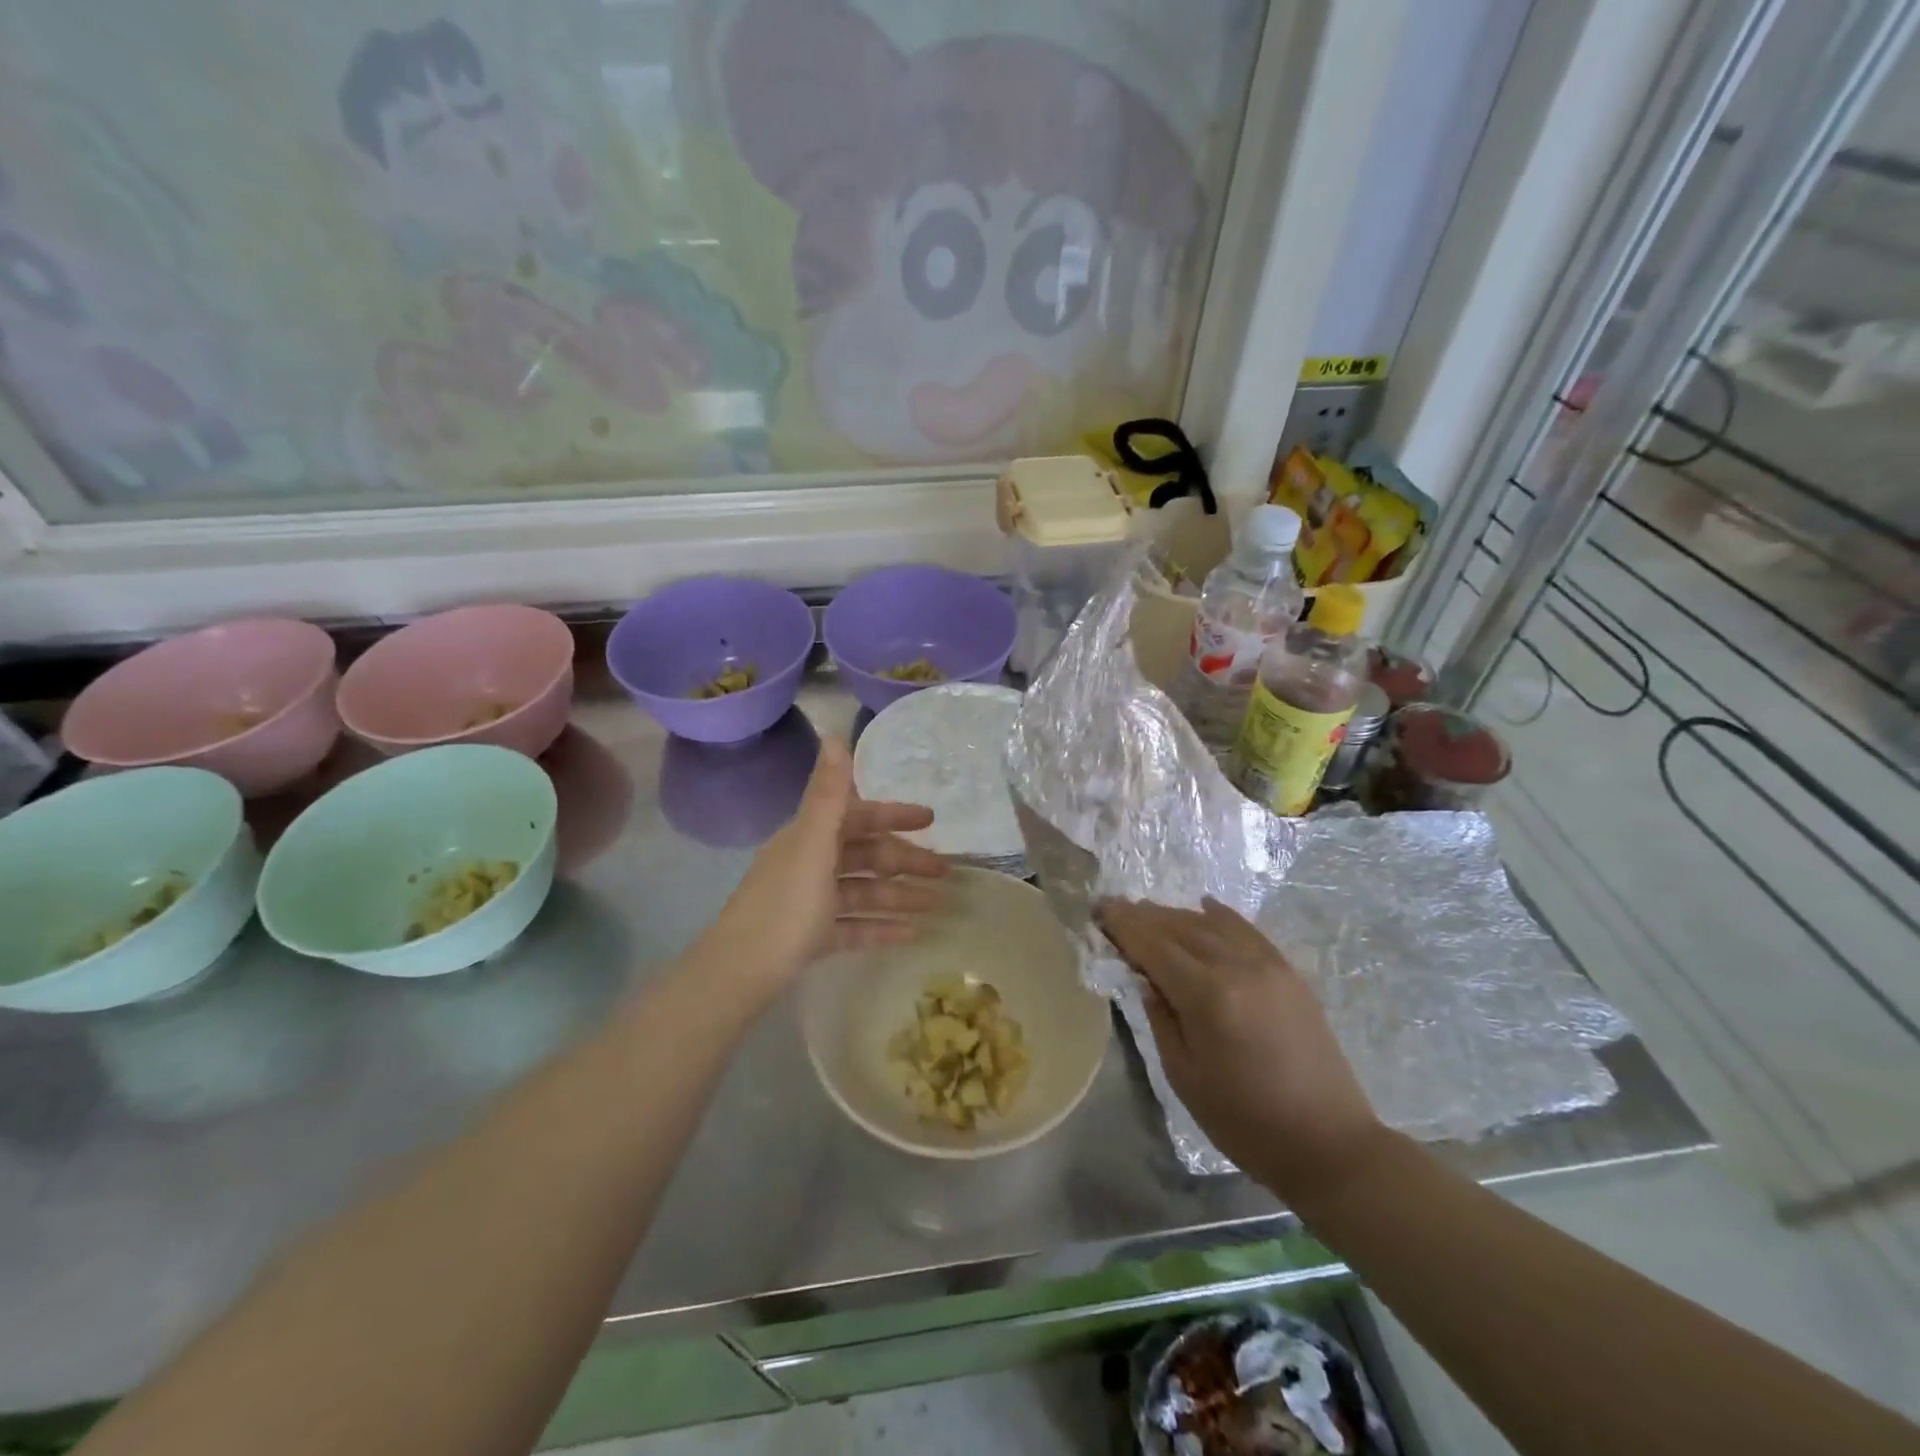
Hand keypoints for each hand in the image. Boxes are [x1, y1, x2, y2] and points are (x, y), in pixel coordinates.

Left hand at [696, 739, 947, 1005]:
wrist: (739, 974)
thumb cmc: (784, 906)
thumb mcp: (812, 846)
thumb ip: (828, 794)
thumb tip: (834, 735)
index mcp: (809, 838)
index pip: (858, 815)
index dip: (893, 815)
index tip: (931, 819)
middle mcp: (810, 863)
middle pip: (865, 855)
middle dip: (905, 861)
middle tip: (945, 872)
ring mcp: (810, 902)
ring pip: (864, 891)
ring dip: (900, 895)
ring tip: (938, 905)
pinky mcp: (812, 937)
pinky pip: (854, 925)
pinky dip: (881, 927)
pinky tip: (912, 934)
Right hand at [1095, 897, 1389, 1205]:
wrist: (1328, 1142)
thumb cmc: (1244, 1120)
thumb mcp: (1183, 1075)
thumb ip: (1159, 1016)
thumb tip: (1144, 975)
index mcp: (1207, 996)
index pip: (1152, 944)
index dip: (1121, 924)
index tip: (1096, 910)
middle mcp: (1237, 966)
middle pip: (1178, 926)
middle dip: (1141, 915)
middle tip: (1112, 909)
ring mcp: (1267, 964)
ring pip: (1209, 924)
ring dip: (1174, 915)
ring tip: (1147, 913)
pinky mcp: (1288, 971)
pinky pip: (1246, 930)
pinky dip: (1219, 916)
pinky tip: (1202, 906)